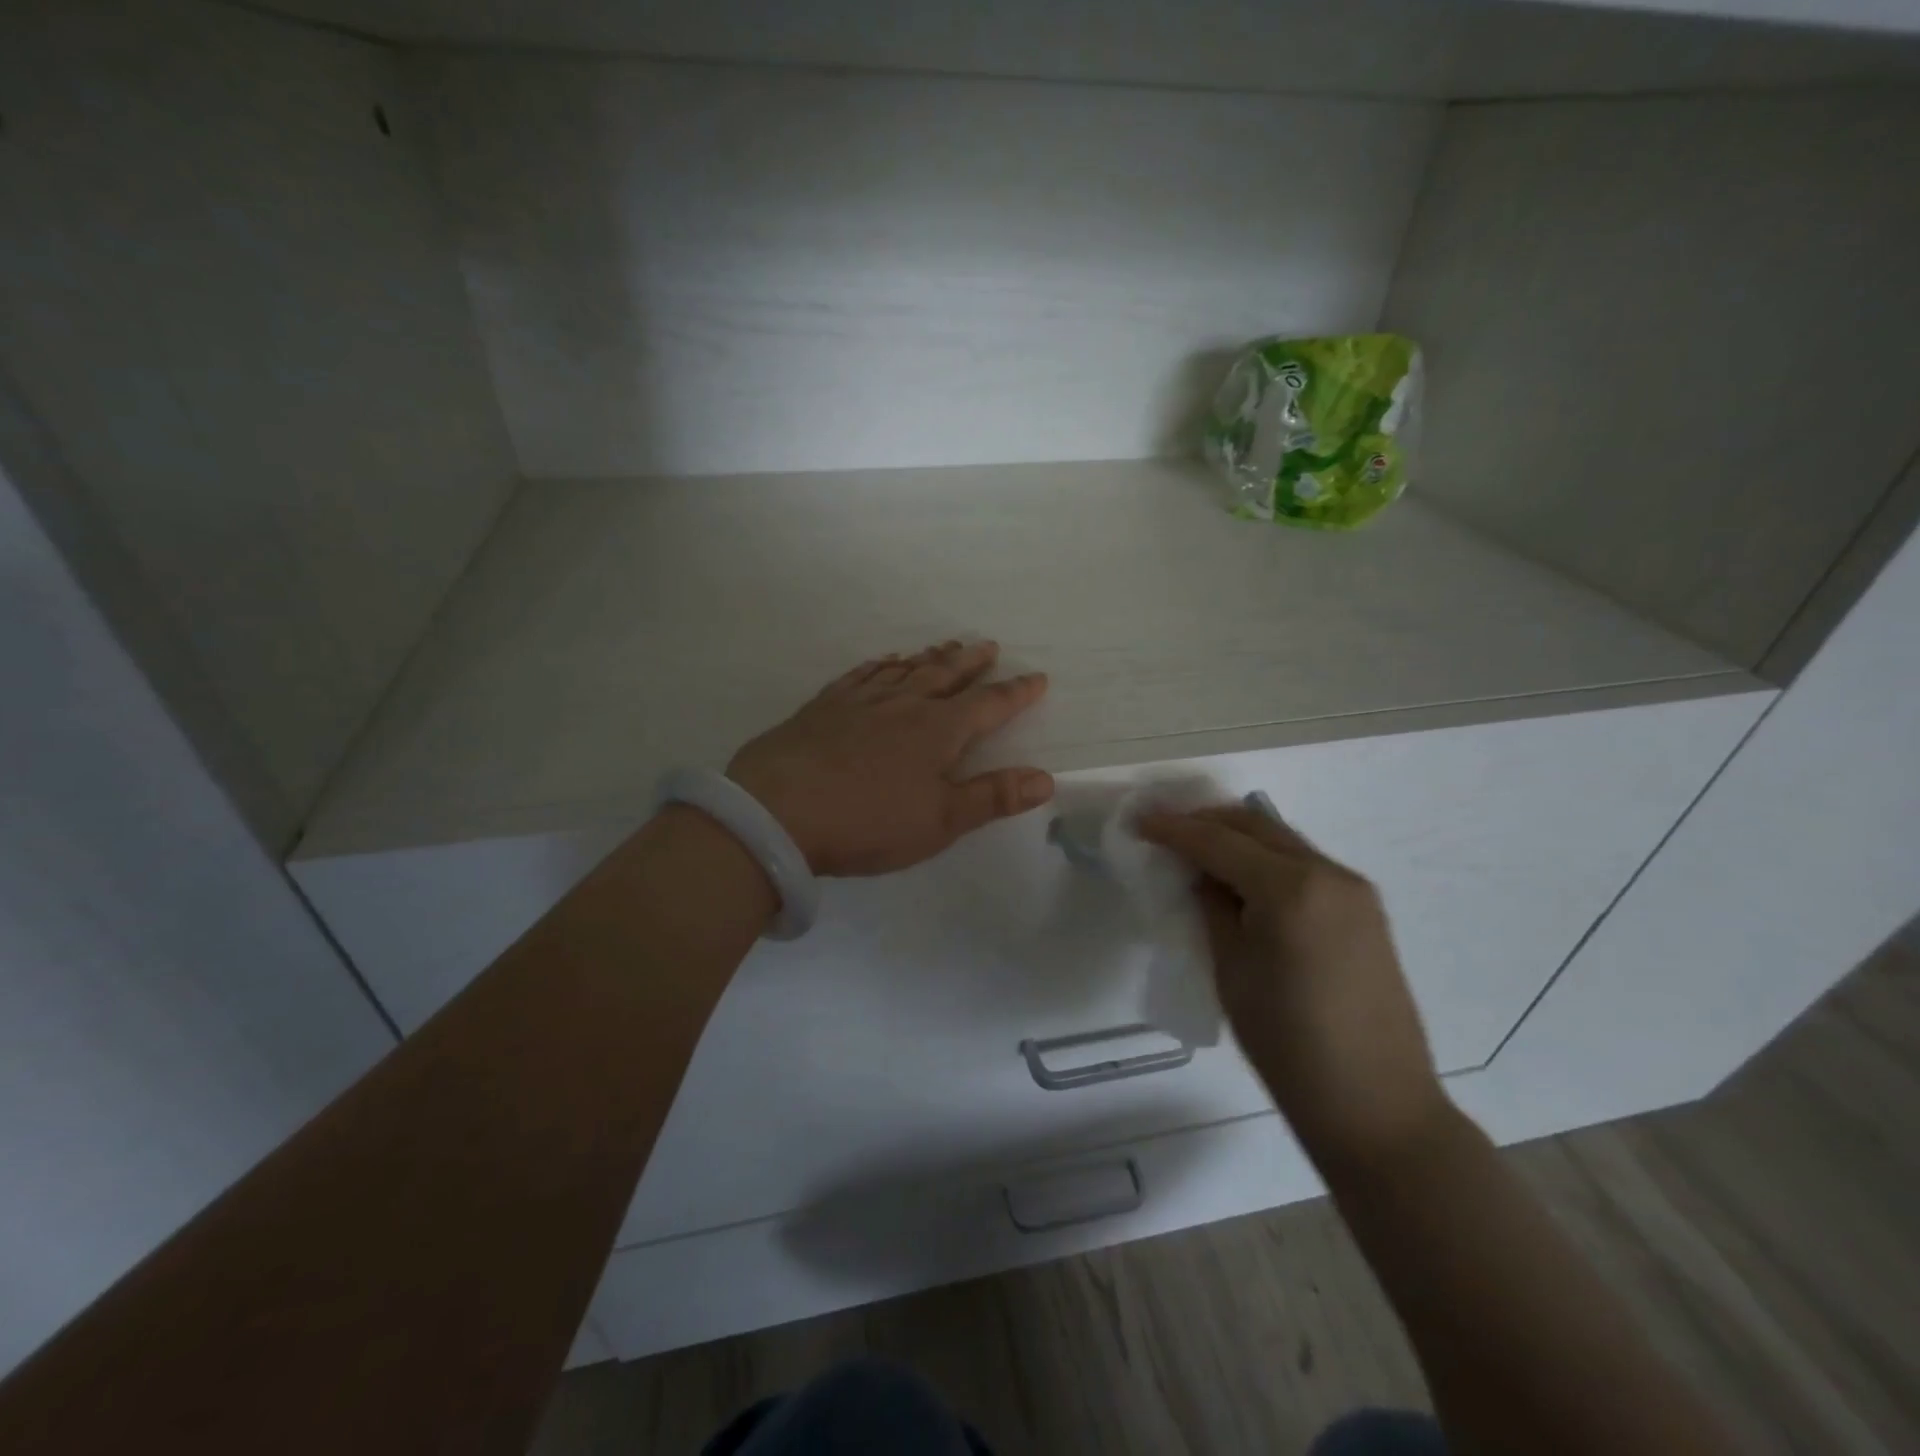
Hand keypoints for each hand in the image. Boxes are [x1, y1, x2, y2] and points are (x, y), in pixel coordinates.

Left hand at [727, 640, 1053, 875]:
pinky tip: (884, 661)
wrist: (777, 812)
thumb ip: (993, 796)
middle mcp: (903, 704)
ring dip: (929, 658)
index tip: (1037, 677)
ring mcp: (860, 701)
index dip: (1016, 692)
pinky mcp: (824, 706)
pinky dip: (879, 664)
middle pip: (945, 675)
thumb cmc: (868, 822)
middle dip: (971, 662)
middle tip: (988, 646)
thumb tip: (1046, 778)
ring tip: (945, 646)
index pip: (989, 706)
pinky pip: (861, 675)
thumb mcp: (940, 821)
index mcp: (938, 731)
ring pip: (904, 670)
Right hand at [1138, 804, 1447, 1167]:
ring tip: (1199, 851)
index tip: (1139, 821)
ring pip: (1283, 840)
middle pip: (1256, 825)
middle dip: (1207, 821)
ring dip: (1239, 837)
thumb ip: (1213, 908)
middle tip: (1167, 830)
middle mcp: (1328, 873)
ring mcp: (1354, 890)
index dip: (1174, 829)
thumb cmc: (1287, 1043)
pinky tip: (1243, 879)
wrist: (1375, 1105)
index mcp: (1290, 888)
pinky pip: (1305, 864)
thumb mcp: (1231, 969)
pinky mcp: (1366, 910)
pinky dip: (1267, 859)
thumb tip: (1202, 876)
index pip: (1219, 841)